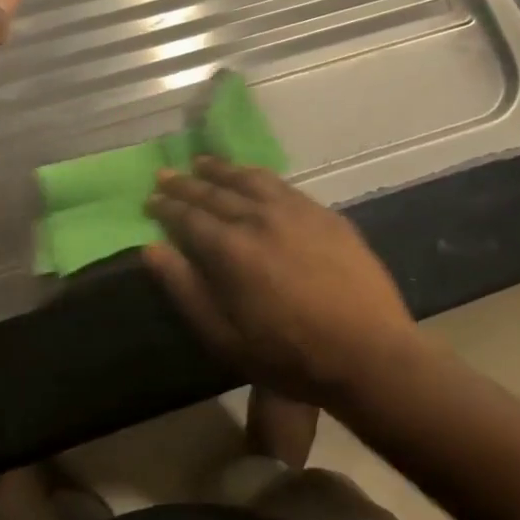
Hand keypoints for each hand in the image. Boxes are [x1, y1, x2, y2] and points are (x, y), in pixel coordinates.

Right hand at [144, 157, 418, 406]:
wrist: (370, 353)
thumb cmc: (291, 356)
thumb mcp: (226, 338)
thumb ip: (186, 290)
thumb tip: (151, 249)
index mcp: (231, 249)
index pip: (188, 217)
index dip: (166, 207)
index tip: (150, 199)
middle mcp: (259, 217)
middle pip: (214, 192)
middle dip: (186, 183)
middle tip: (165, 175)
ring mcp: (294, 210)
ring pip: (248, 179)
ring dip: (221, 170)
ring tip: (202, 163)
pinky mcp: (322, 213)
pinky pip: (280, 183)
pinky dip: (256, 175)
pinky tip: (251, 176)